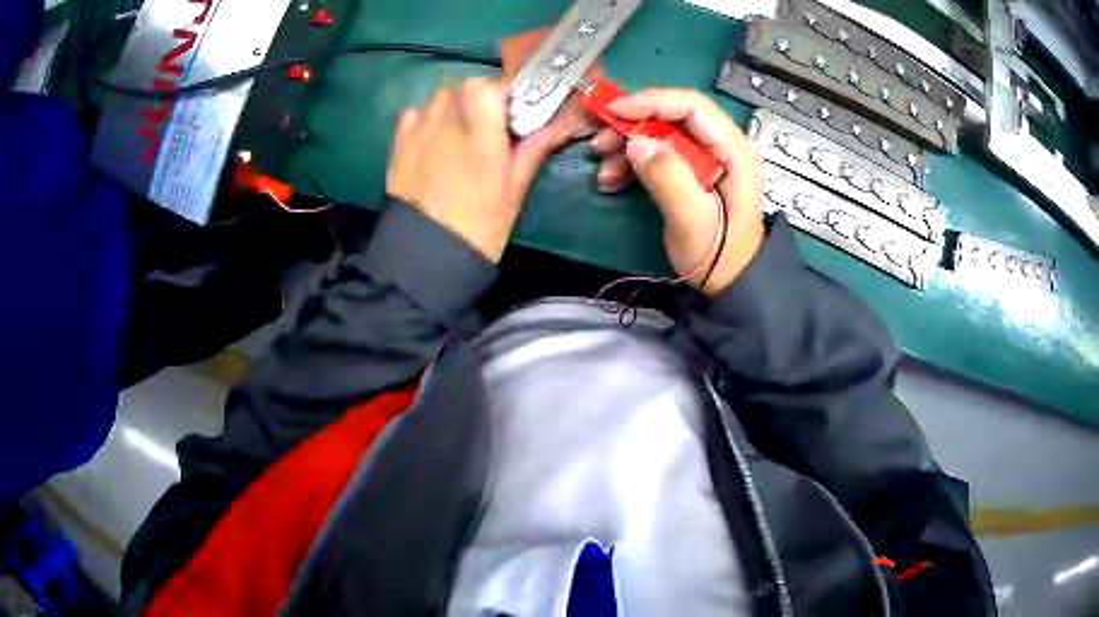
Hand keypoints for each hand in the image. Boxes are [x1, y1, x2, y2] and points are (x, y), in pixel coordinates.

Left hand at [387, 78, 572, 262]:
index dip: (509, 95)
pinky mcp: (398, 142)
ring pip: (441, 99)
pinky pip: (415, 115)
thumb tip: (561, 125)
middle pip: (467, 87)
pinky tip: (434, 143)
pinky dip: (428, 120)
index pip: (495, 86)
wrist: (426, 257)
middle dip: (483, 100)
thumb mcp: (514, 188)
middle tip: (492, 128)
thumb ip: (534, 148)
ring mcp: (418, 128)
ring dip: (455, 108)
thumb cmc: (479, 225)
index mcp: (481, 126)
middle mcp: (447, 117)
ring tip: (461, 136)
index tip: (518, 112)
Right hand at [591, 89, 765, 294]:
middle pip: (674, 117)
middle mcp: (721, 147)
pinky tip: (612, 179)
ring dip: (628, 146)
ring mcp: (706, 159)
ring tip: (602, 169)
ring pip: (662, 135)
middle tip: (600, 143)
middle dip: (634, 125)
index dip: (652, 102)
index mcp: (734, 151)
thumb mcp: (692, 220)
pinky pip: (659, 155)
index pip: (693, 107)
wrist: (730, 284)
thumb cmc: (718, 255)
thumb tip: (637, 141)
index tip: (614, 112)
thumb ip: (668, 177)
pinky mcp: (692, 172)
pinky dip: (633, 163)